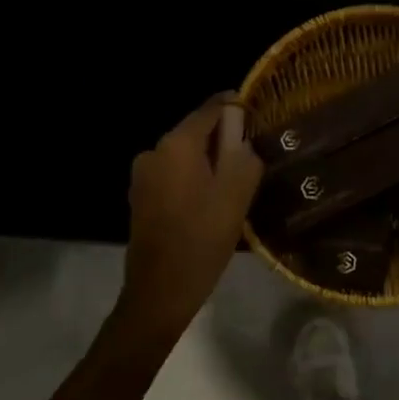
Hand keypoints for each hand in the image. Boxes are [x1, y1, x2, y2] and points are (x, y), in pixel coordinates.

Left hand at [119, 94, 262, 338]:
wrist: (160, 293)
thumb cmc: (202, 238)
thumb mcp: (237, 193)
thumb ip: (244, 154)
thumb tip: (242, 136)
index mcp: (177, 144)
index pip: (211, 109)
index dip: (235, 107)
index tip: (258, 113)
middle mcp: (154, 151)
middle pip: (197, 132)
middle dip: (224, 139)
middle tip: (253, 156)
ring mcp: (143, 175)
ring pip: (186, 156)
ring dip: (210, 162)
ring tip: (236, 182)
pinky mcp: (140, 197)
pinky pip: (174, 175)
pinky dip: (194, 179)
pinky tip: (212, 201)